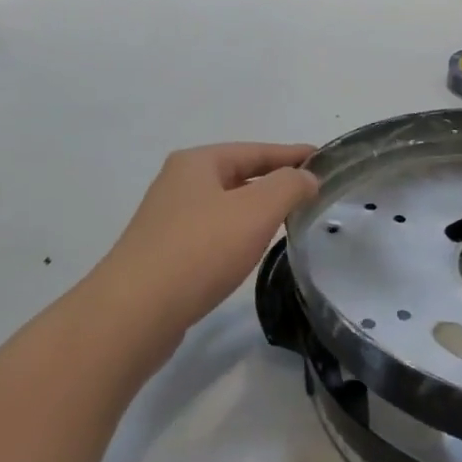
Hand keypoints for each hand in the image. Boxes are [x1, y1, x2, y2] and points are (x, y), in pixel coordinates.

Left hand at [91, 142, 318, 337]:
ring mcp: (168, 221)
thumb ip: (288, 187)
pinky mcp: (166, 255)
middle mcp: (178, 185)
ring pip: (225, 207)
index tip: (324, 161)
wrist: (136, 311)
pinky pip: (213, 234)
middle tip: (312, 194)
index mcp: (197, 163)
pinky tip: (250, 251)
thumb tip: (306, 178)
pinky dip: (238, 235)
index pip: (255, 150)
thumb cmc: (200, 250)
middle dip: (275, 182)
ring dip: (257, 210)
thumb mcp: (255, 211)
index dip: (292, 155)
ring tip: (289, 221)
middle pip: (238, 175)